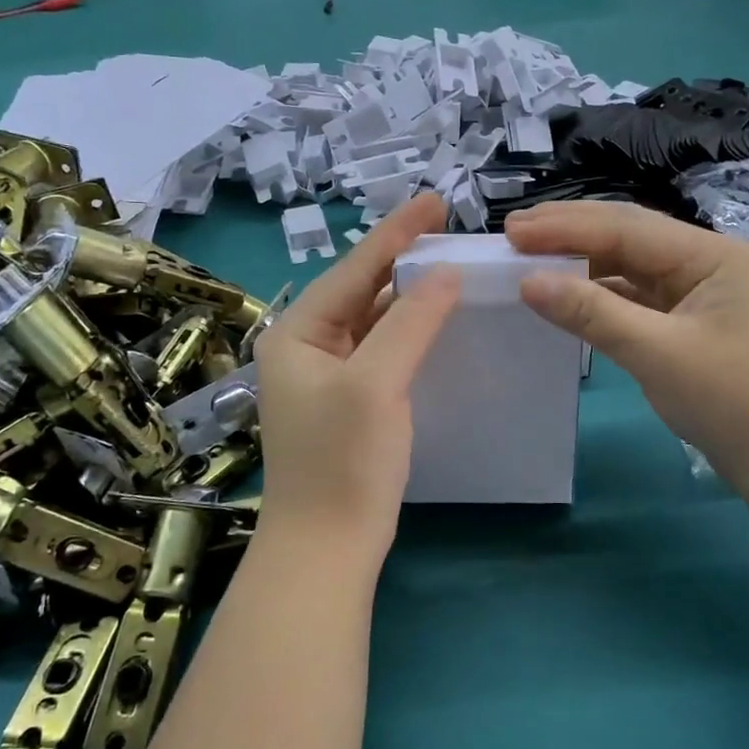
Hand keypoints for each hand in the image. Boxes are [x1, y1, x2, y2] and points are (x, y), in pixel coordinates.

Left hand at [254, 195, 459, 561]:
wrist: (326, 548)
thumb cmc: (343, 463)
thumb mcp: (376, 384)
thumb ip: (410, 322)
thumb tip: (445, 272)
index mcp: (298, 332)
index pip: (354, 269)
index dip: (397, 232)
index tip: (436, 200)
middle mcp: (306, 346)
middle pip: (362, 290)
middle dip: (403, 260)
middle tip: (450, 231)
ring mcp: (327, 376)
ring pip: (374, 320)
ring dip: (409, 296)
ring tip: (451, 267)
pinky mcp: (349, 402)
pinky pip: (382, 350)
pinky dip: (410, 332)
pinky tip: (439, 323)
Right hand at [505, 201, 748, 500]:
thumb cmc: (734, 402)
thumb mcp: (658, 354)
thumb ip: (592, 313)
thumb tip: (527, 281)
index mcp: (710, 255)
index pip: (626, 228)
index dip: (566, 226)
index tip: (512, 231)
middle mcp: (705, 262)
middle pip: (627, 235)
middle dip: (570, 232)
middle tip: (512, 234)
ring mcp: (698, 292)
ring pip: (629, 265)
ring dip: (582, 262)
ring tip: (531, 259)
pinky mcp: (689, 322)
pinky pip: (636, 296)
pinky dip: (600, 293)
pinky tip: (569, 295)